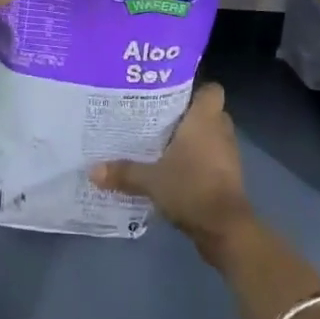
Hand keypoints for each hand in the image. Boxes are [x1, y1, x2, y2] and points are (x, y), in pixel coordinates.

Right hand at [92, 83, 255, 262]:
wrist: (226, 230)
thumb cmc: (191, 188)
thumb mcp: (151, 180)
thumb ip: (123, 172)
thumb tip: (92, 170)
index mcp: (205, 120)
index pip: (211, 90)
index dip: (196, 88)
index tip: (172, 92)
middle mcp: (220, 132)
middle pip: (208, 113)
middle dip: (187, 115)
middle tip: (158, 117)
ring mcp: (227, 156)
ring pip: (210, 137)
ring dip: (192, 140)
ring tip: (161, 142)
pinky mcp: (227, 178)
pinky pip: (211, 159)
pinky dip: (197, 162)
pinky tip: (173, 169)